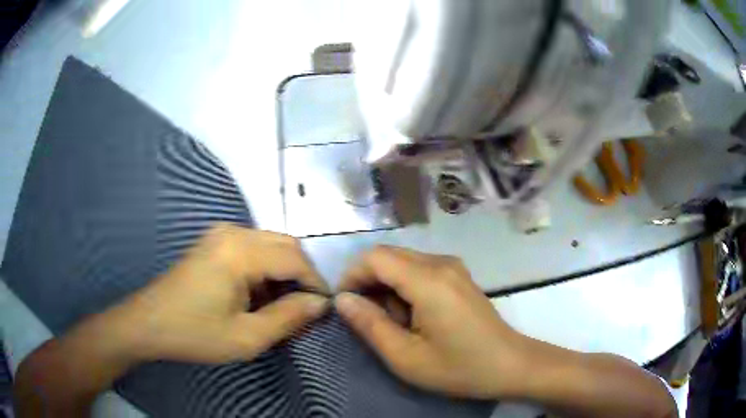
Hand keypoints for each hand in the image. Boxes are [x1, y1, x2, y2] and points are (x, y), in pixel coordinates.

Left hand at [115, 223, 329, 363]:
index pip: (295, 258)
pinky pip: (252, 247)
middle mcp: (232, 233)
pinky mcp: (213, 242)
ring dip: (283, 271)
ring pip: (270, 244)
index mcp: (240, 252)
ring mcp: (220, 234)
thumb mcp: (246, 337)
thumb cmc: (195, 333)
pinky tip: (257, 295)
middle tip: (304, 307)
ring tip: (280, 305)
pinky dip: (265, 268)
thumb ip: (288, 317)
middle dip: (302, 274)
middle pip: (286, 244)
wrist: (149, 323)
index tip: (324, 307)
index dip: (316, 282)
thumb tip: (320, 303)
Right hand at [334, 246, 526, 398]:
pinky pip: (420, 269)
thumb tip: (342, 300)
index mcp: (428, 281)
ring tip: (394, 322)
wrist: (510, 364)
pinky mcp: (458, 275)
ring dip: (387, 285)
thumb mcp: (406, 357)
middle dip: (368, 281)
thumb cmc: (459, 367)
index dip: (352, 275)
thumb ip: (370, 325)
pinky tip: (413, 315)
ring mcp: (453, 267)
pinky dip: (405, 286)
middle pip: (388, 255)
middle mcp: (441, 263)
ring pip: (403, 261)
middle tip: (367, 318)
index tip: (345, 305)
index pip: (375, 257)